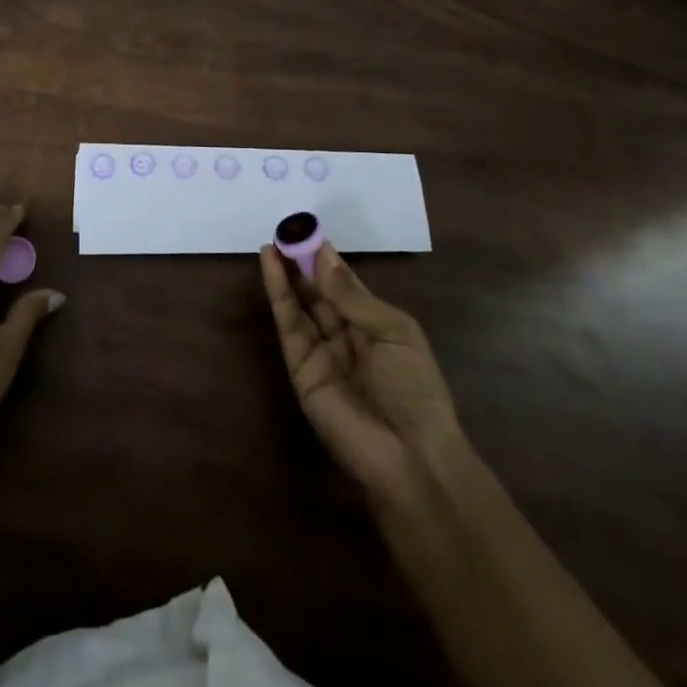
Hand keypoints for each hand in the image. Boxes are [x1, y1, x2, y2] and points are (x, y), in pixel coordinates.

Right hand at [259, 242, 462, 506]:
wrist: (409, 455)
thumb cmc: (415, 388)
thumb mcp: (393, 331)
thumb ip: (352, 296)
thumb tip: (323, 257)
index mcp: (376, 325)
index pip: (346, 285)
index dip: (328, 259)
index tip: (309, 231)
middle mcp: (346, 335)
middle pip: (319, 292)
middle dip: (303, 262)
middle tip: (286, 231)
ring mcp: (321, 352)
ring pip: (300, 304)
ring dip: (286, 273)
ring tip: (273, 242)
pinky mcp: (299, 369)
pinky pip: (288, 325)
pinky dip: (278, 294)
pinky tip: (271, 267)